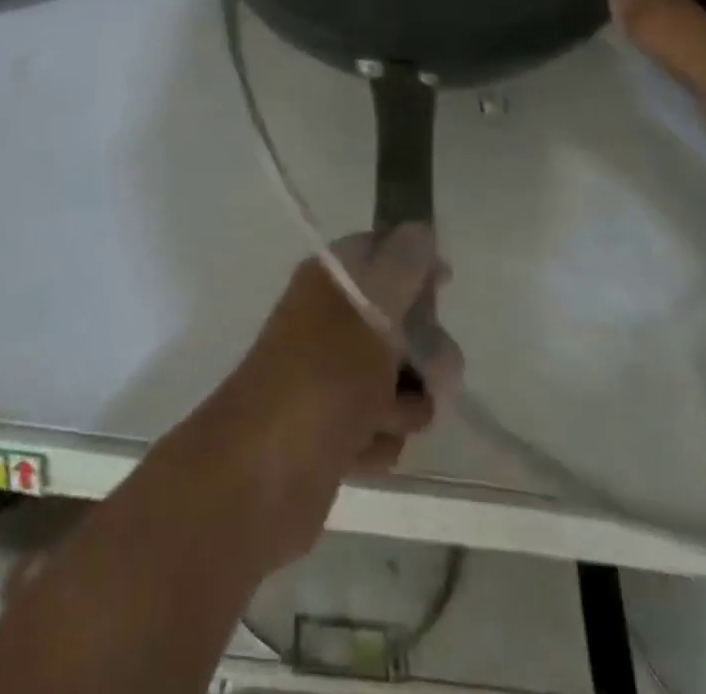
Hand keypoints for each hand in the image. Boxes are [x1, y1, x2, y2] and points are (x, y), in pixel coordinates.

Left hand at [192, 226, 460, 570]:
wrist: (260, 476)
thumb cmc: (324, 376)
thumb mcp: (374, 308)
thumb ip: (404, 264)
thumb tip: (419, 230)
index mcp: (332, 279)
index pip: (383, 251)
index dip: (417, 265)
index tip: (445, 283)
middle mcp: (331, 321)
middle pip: (401, 321)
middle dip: (425, 351)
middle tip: (430, 374)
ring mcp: (332, 377)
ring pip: (398, 380)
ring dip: (404, 404)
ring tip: (380, 419)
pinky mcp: (334, 430)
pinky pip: (381, 427)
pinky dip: (378, 439)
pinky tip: (359, 450)